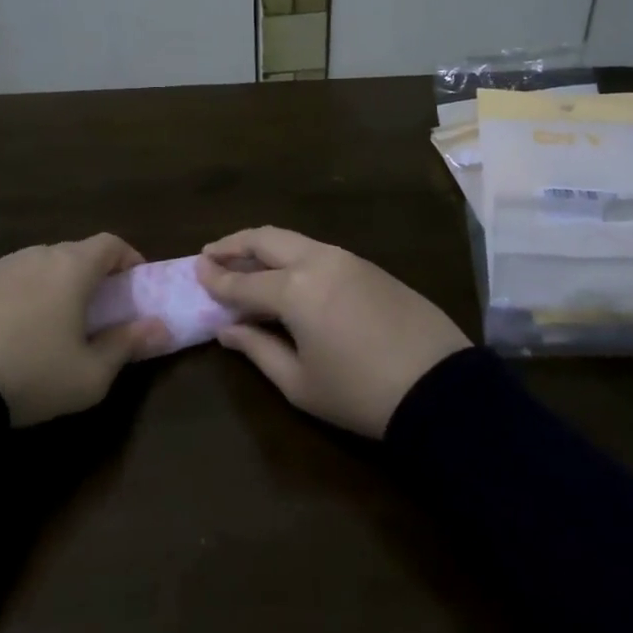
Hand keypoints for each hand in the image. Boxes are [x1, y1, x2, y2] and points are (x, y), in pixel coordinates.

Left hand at [0, 234, 168, 426]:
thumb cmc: (32, 374)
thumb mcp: (91, 374)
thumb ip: (128, 345)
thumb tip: (161, 327)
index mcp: (71, 267)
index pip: (110, 243)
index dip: (128, 258)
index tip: (135, 284)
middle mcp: (36, 255)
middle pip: (74, 252)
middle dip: (93, 274)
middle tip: (99, 308)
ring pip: (40, 265)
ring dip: (56, 283)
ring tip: (57, 321)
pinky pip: (10, 280)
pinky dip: (25, 294)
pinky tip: (17, 330)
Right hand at [196, 228, 469, 437]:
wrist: (439, 387)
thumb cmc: (359, 394)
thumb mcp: (299, 382)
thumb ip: (257, 349)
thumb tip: (227, 330)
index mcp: (295, 290)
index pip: (243, 281)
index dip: (215, 278)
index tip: (194, 271)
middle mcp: (318, 261)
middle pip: (266, 240)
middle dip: (234, 243)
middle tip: (211, 253)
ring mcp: (348, 258)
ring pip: (294, 239)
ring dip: (264, 245)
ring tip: (245, 259)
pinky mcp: (370, 266)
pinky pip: (319, 250)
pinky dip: (293, 255)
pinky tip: (287, 272)